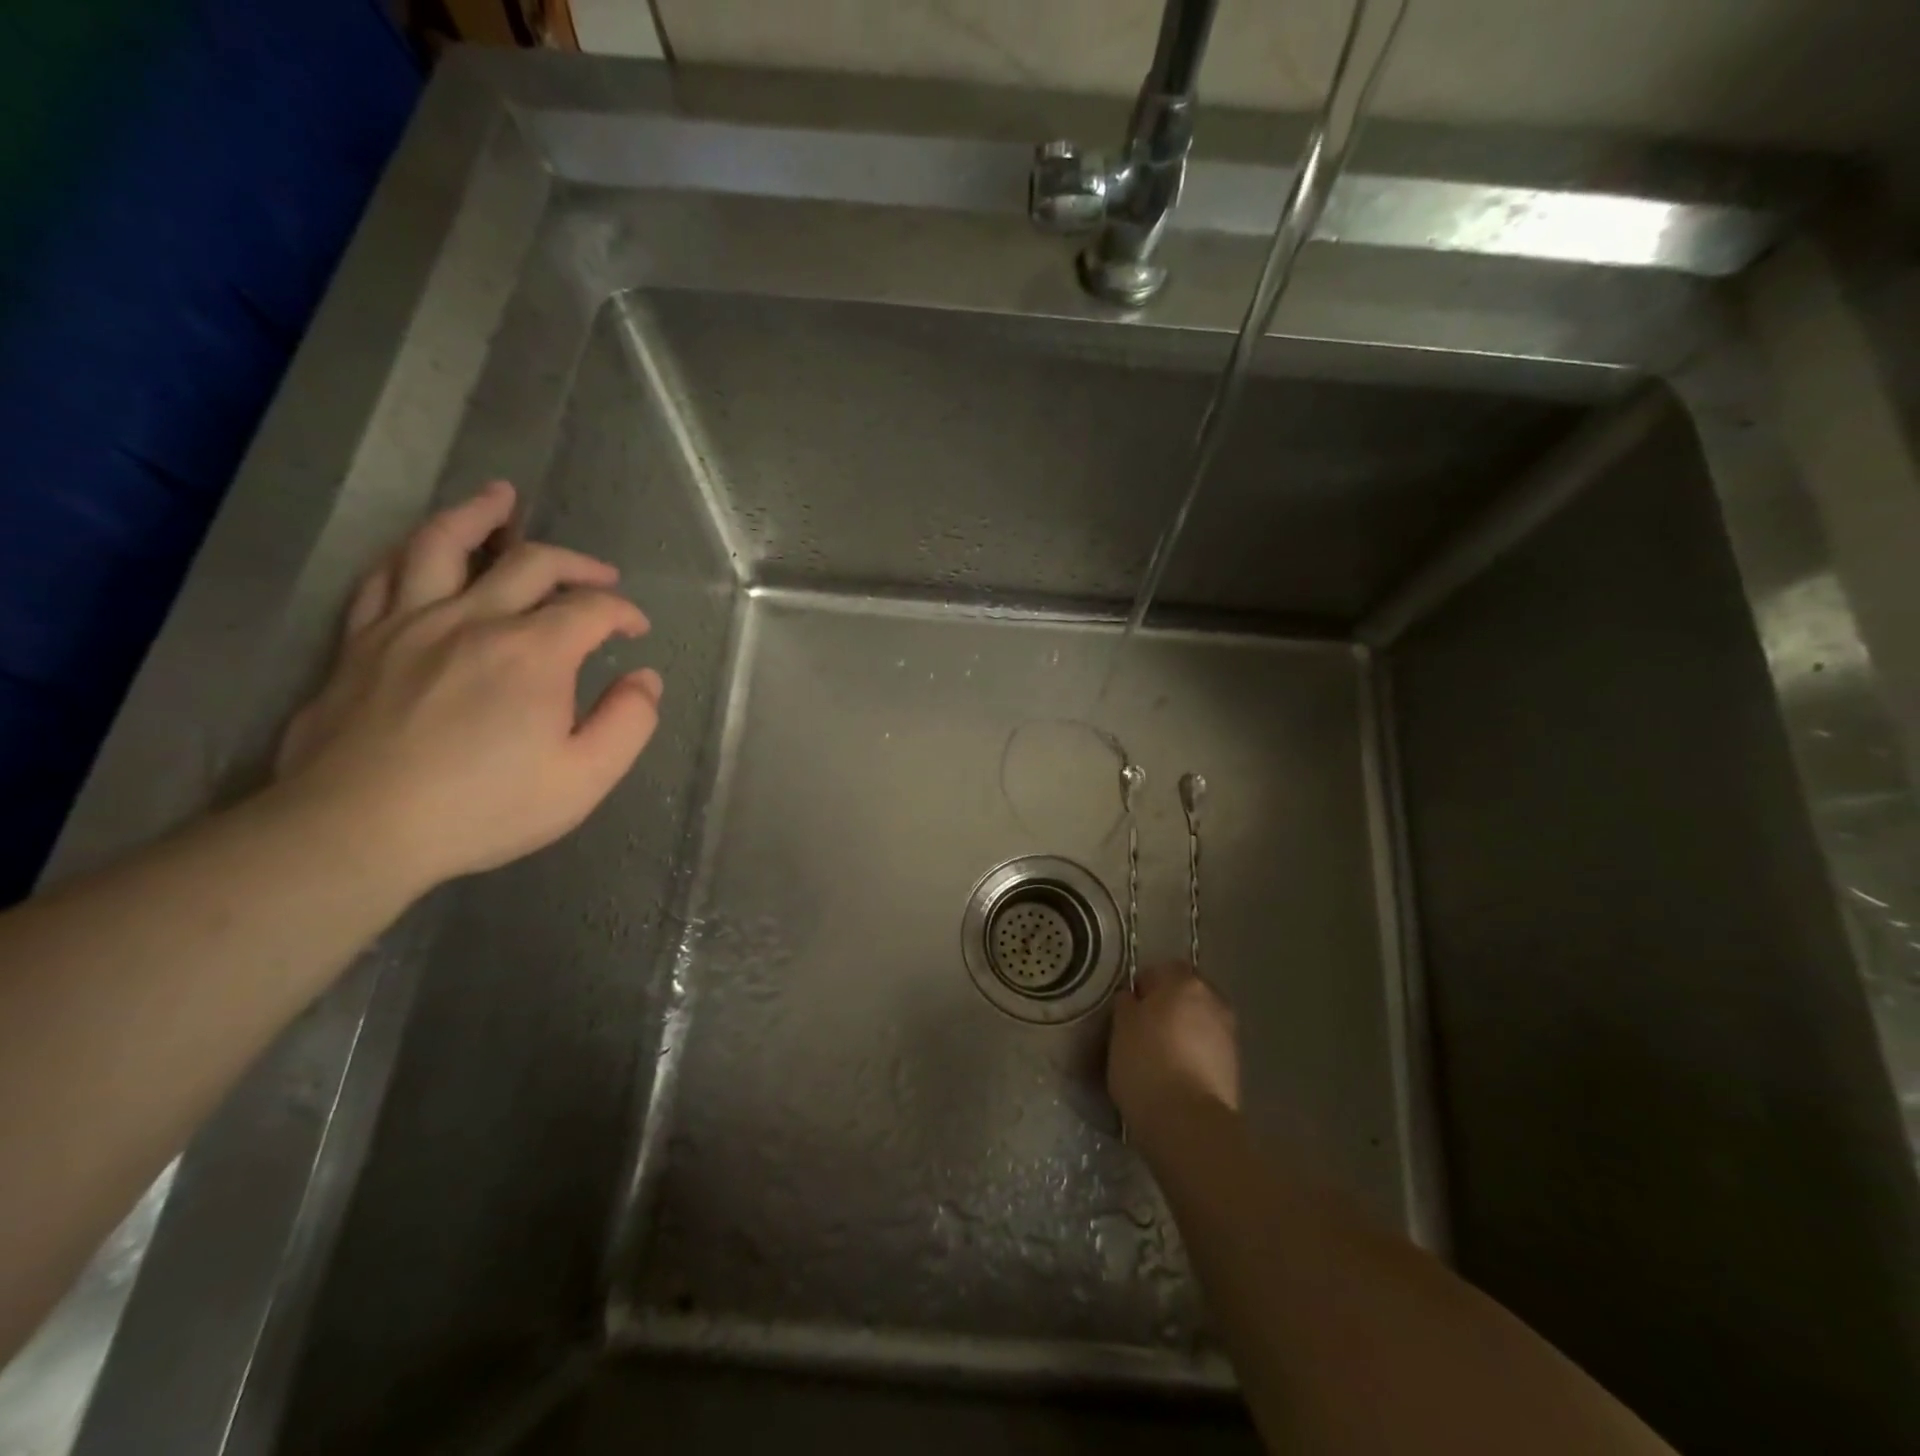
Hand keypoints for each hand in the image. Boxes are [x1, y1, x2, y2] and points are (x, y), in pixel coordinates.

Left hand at [274, 481, 661, 891]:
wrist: (358, 831)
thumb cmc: (486, 808)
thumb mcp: (585, 779)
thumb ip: (629, 722)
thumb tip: (644, 679)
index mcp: (534, 652)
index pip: (592, 608)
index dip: (623, 611)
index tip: (637, 629)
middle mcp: (473, 620)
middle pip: (529, 563)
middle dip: (575, 563)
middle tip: (599, 574)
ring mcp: (409, 625)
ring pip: (442, 545)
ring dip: (478, 516)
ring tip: (499, 498)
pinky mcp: (360, 643)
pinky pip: (383, 578)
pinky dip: (410, 555)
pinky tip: (423, 552)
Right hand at [1109, 962, 1240, 1136]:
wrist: (1189, 1124)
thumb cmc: (1146, 1064)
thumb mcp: (1120, 1028)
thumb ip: (1127, 1004)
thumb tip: (1133, 998)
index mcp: (1183, 982)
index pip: (1160, 969)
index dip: (1142, 987)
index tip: (1127, 1010)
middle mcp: (1213, 999)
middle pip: (1185, 994)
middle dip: (1167, 1007)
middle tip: (1142, 1031)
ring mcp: (1229, 1034)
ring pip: (1199, 1022)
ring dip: (1182, 1032)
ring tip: (1159, 1058)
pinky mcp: (1235, 1067)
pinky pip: (1207, 1050)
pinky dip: (1194, 1056)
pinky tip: (1175, 1077)